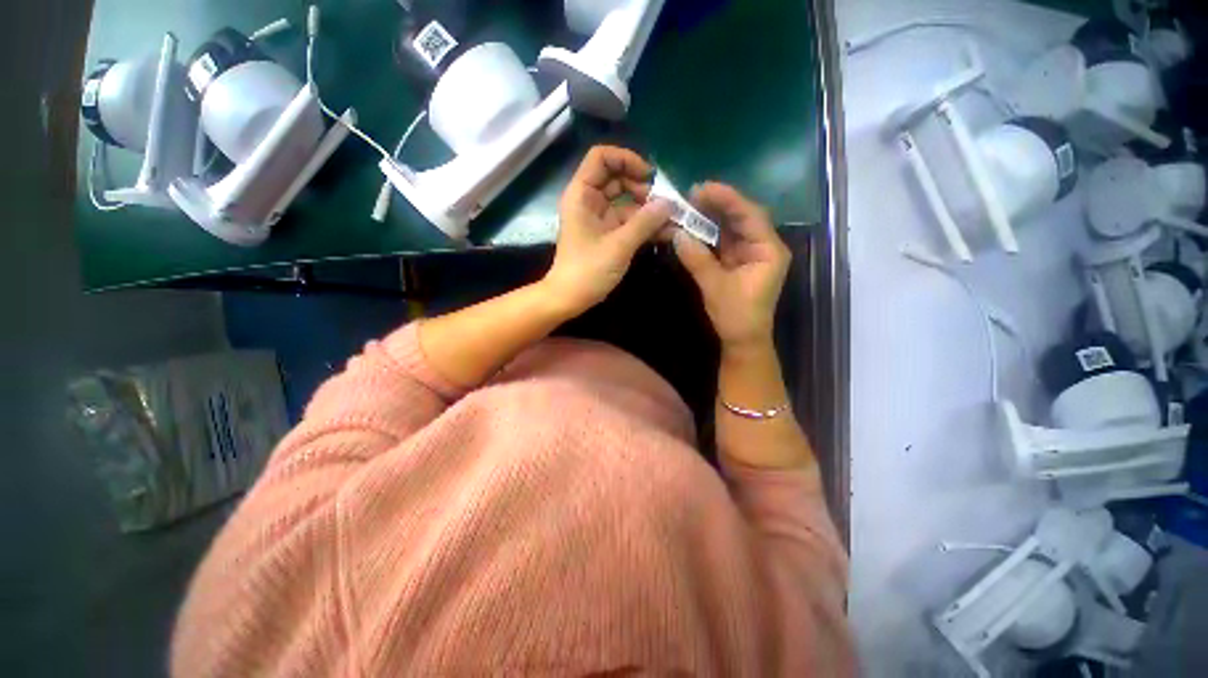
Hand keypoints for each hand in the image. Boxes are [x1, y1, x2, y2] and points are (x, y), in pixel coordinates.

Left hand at [544, 146, 672, 315]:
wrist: (570, 299)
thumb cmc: (587, 271)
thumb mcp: (618, 245)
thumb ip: (644, 222)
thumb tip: (669, 204)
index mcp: (582, 195)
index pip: (601, 158)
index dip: (626, 159)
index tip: (649, 176)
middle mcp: (589, 201)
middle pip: (617, 178)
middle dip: (643, 188)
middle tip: (666, 203)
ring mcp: (599, 218)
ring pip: (626, 201)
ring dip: (648, 209)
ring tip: (672, 220)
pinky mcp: (607, 234)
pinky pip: (628, 221)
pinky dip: (644, 224)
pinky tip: (665, 232)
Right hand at [672, 182, 790, 354]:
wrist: (742, 341)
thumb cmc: (737, 316)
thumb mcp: (715, 287)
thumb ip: (697, 259)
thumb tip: (677, 235)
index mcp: (768, 250)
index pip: (750, 216)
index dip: (727, 199)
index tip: (702, 188)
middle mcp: (763, 247)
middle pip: (742, 217)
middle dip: (718, 205)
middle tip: (691, 194)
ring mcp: (750, 254)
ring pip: (732, 228)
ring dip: (712, 218)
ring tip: (689, 205)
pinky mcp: (738, 262)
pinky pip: (724, 242)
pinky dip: (709, 234)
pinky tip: (694, 225)